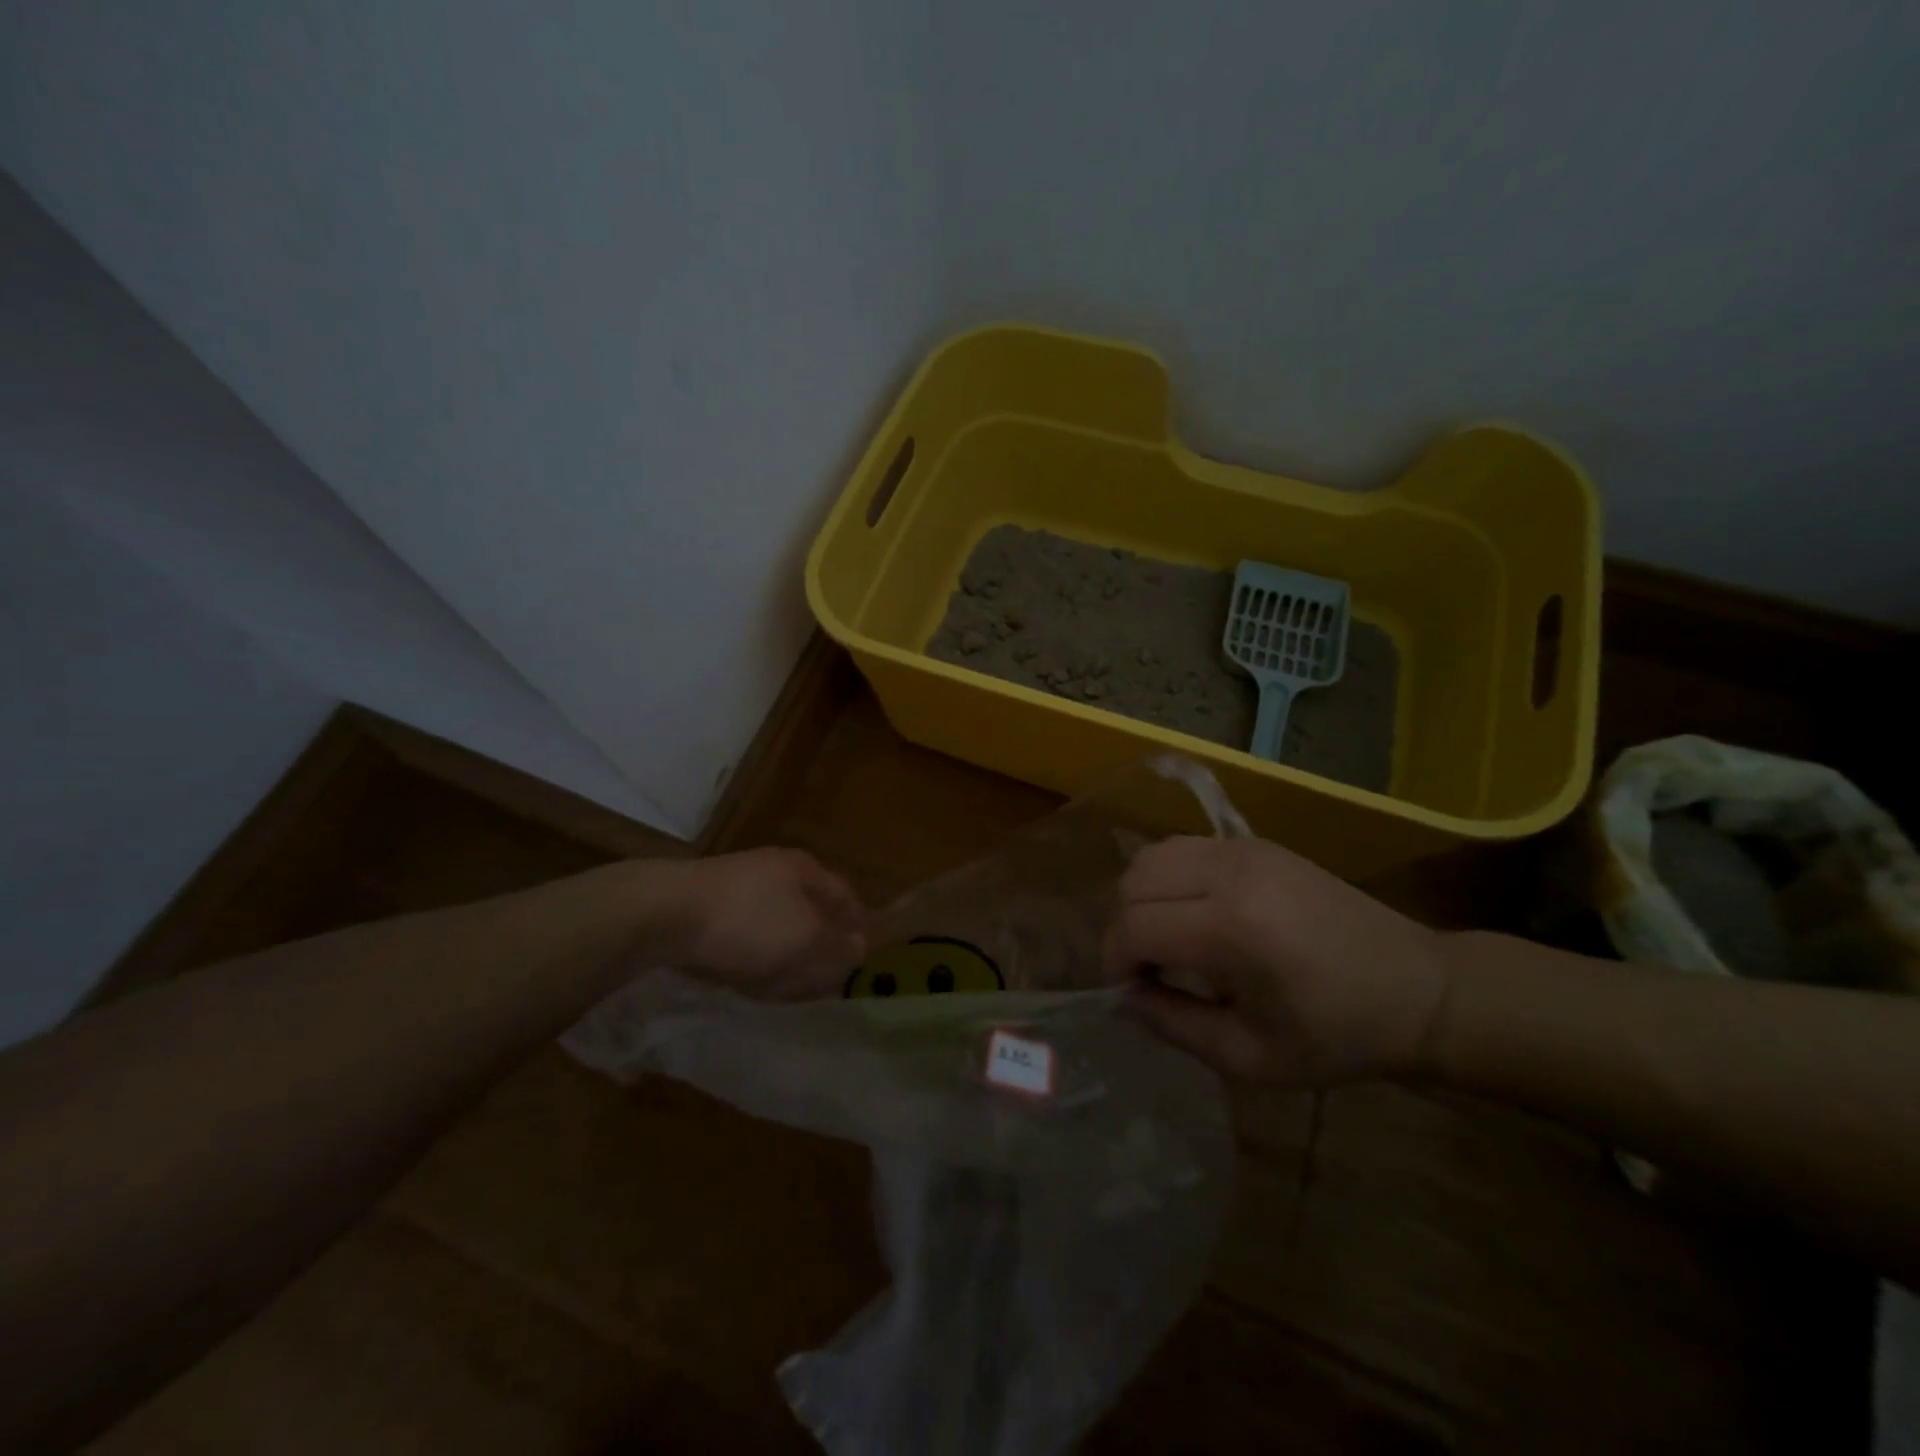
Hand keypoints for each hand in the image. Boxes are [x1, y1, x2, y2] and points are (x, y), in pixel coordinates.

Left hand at [658, 849, 867, 999]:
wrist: (665, 913)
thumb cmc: (748, 921)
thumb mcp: (806, 939)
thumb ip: (837, 946)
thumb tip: (860, 948)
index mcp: (805, 869)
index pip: (845, 896)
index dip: (857, 926)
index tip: (862, 956)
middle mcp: (775, 871)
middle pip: (810, 910)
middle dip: (819, 943)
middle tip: (824, 977)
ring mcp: (739, 887)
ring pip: (777, 924)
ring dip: (786, 953)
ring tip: (785, 985)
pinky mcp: (709, 907)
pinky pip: (745, 934)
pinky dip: (753, 955)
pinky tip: (746, 977)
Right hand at [1102, 836, 1450, 1084]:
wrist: (1420, 989)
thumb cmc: (1339, 1036)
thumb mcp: (1251, 1057)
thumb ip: (1173, 1026)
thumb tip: (1124, 997)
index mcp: (1233, 930)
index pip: (1134, 926)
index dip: (1116, 962)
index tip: (1130, 992)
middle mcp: (1232, 874)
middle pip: (1133, 881)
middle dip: (1123, 928)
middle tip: (1145, 969)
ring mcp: (1244, 849)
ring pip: (1152, 855)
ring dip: (1141, 898)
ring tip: (1164, 939)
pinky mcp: (1255, 843)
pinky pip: (1183, 848)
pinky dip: (1167, 878)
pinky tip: (1191, 915)